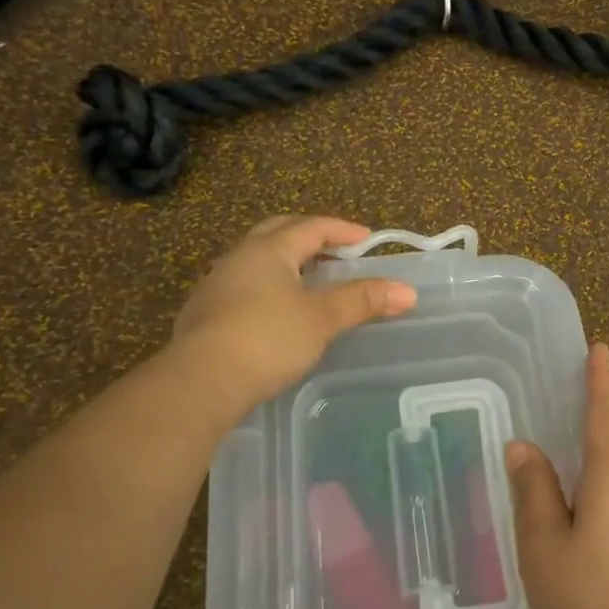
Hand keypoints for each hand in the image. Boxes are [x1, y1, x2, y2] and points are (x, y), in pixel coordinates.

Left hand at [171, 215, 416, 415]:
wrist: (200, 381)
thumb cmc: (268, 338)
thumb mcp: (322, 318)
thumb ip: (362, 301)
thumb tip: (408, 291)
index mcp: (268, 249)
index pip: (311, 226)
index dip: (342, 230)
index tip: (367, 240)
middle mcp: (239, 257)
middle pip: (277, 232)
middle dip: (308, 236)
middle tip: (334, 250)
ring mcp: (216, 285)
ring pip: (255, 259)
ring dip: (284, 262)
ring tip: (307, 281)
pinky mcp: (203, 314)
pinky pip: (241, 286)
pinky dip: (265, 287)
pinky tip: (274, 311)